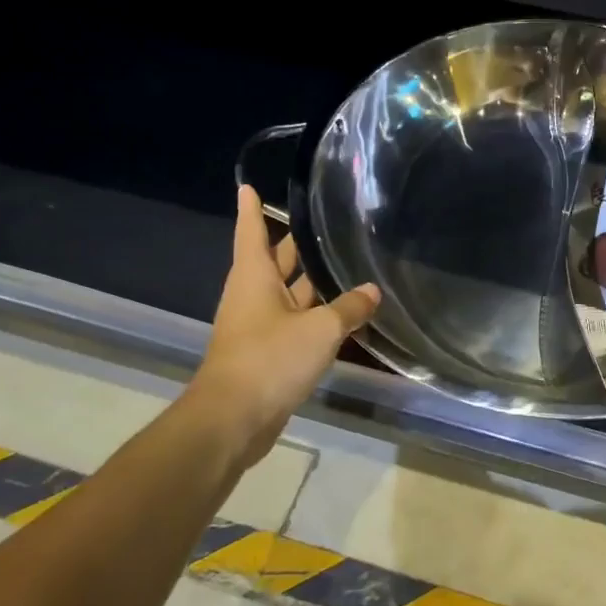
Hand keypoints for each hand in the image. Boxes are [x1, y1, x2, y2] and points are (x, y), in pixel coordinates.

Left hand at [180, 185, 380, 467]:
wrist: (233, 420)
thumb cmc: (270, 359)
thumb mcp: (320, 329)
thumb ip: (349, 308)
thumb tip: (372, 290)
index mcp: (255, 278)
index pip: (252, 231)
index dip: (252, 209)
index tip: (247, 185)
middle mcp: (253, 296)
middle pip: (274, 261)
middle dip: (295, 243)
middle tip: (324, 222)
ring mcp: (258, 327)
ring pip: (288, 294)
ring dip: (311, 282)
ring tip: (344, 262)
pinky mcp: (267, 354)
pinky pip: (294, 324)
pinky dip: (315, 315)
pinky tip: (343, 314)